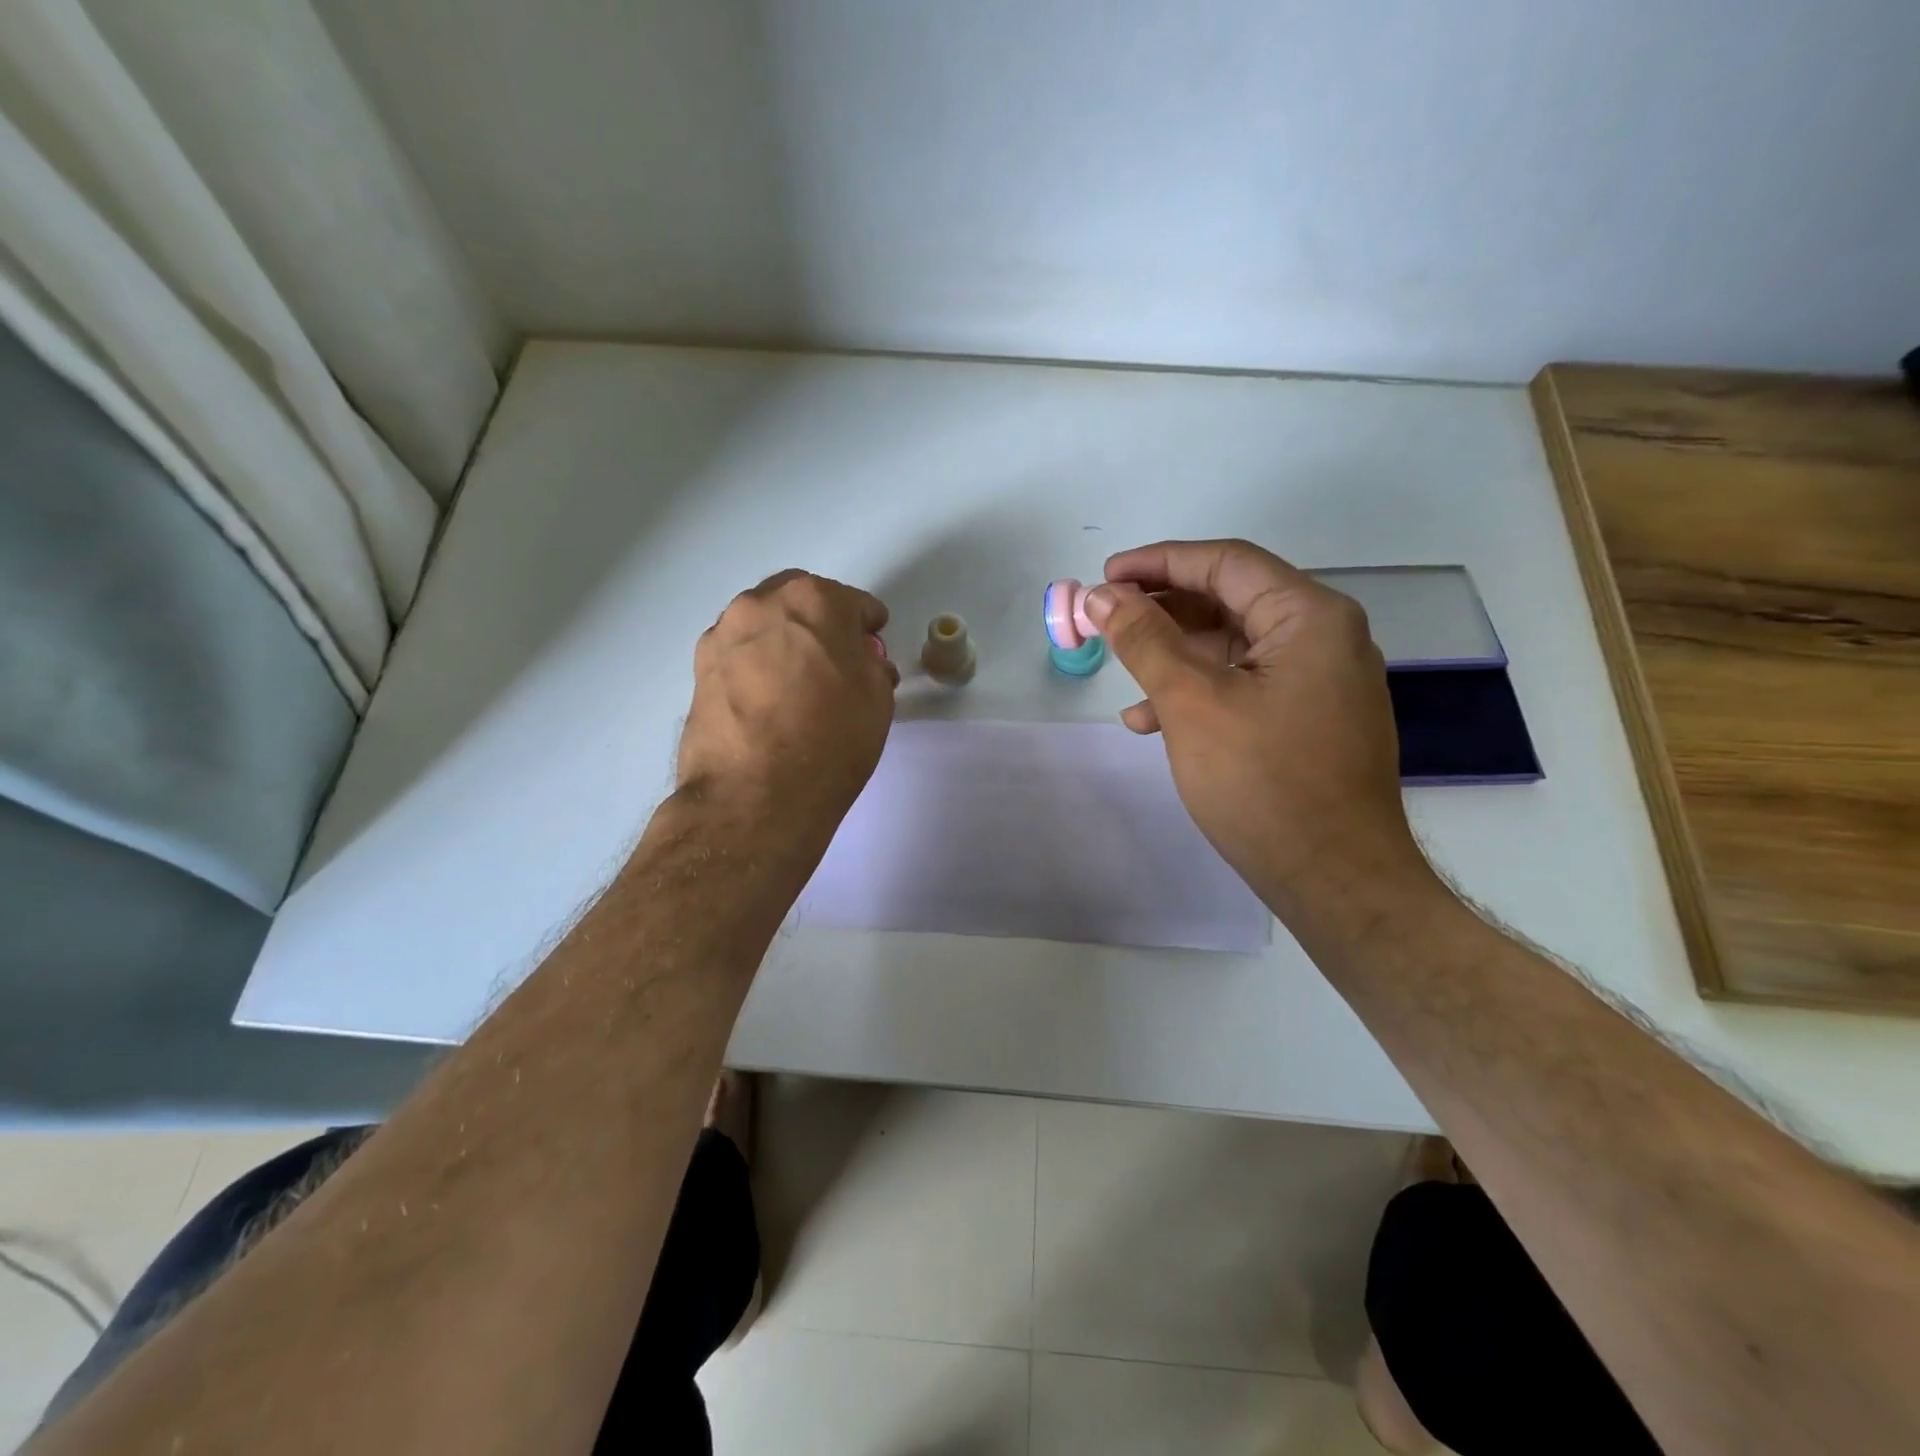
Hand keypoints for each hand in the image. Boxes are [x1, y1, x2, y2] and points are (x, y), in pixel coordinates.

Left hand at [678, 570, 897, 845]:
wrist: (754, 794)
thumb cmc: (830, 740)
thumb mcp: (877, 700)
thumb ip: (872, 666)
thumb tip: (861, 661)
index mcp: (814, 600)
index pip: (854, 603)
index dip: (869, 627)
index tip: (873, 647)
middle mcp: (762, 604)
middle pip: (800, 601)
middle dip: (822, 622)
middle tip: (835, 659)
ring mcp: (723, 634)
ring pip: (764, 624)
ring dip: (784, 640)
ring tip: (797, 681)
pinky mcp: (699, 668)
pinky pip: (739, 654)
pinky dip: (756, 664)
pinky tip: (767, 698)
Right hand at [1087, 540, 1432, 919]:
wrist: (1335, 880)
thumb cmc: (1263, 782)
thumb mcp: (1192, 702)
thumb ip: (1145, 640)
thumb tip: (1102, 596)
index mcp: (1310, 617)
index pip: (1226, 563)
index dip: (1158, 563)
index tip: (1104, 577)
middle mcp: (1324, 639)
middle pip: (1230, 601)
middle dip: (1162, 610)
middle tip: (1106, 620)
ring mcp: (1321, 683)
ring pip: (1233, 648)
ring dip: (1173, 656)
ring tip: (1121, 673)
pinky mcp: (1309, 722)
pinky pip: (1246, 686)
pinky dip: (1198, 693)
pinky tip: (1151, 720)